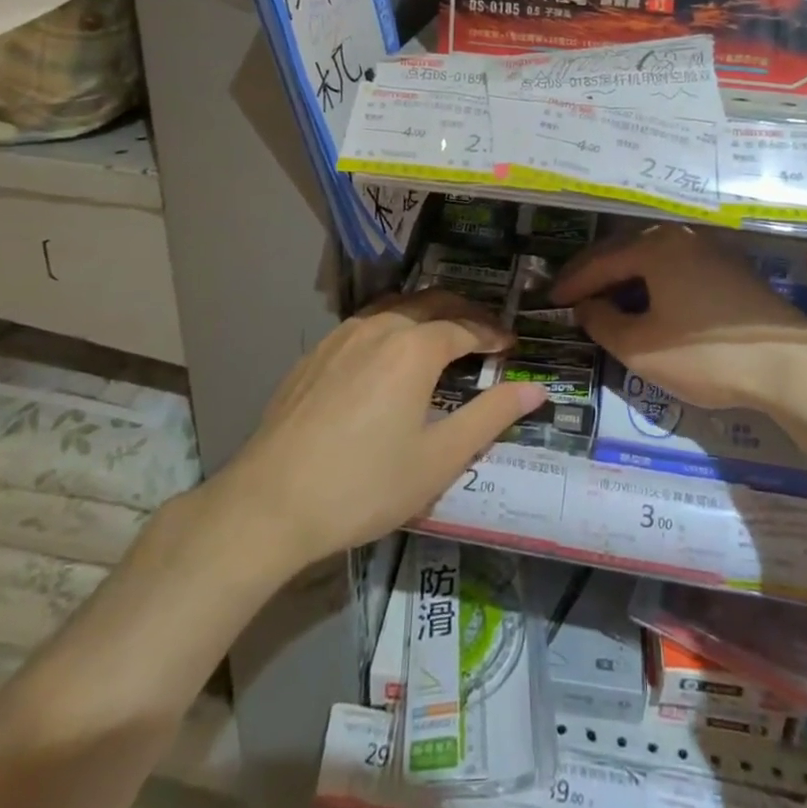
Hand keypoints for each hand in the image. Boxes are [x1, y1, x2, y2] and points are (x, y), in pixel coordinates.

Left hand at [217, 291, 544, 572]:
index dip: (492, 334)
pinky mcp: (314, 354)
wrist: (269, 504)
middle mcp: (379, 327)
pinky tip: (389, 354)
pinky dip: (392, 326)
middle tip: (485, 333)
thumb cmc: (365, 484)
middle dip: (464, 312)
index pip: (465, 327)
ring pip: (395, 307)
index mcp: (414, 347)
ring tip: (443, 335)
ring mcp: (341, 337)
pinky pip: (364, 323)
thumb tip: (537, 389)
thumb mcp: (440, 458)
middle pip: (431, 303)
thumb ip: (491, 416)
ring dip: (426, 313)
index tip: (511, 345)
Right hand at [551, 224, 806, 412]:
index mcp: (656, 247)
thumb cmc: (707, 355)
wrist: (792, 366)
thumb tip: (587, 307)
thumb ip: (604, 324)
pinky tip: (648, 302)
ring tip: (604, 298)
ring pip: (654, 258)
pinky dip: (653, 282)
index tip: (550, 300)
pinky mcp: (731, 270)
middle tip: (570, 293)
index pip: (601, 261)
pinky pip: (677, 268)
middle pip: (626, 250)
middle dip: (596, 273)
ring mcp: (711, 250)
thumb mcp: (642, 348)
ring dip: (625, 277)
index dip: (573, 282)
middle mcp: (682, 237)